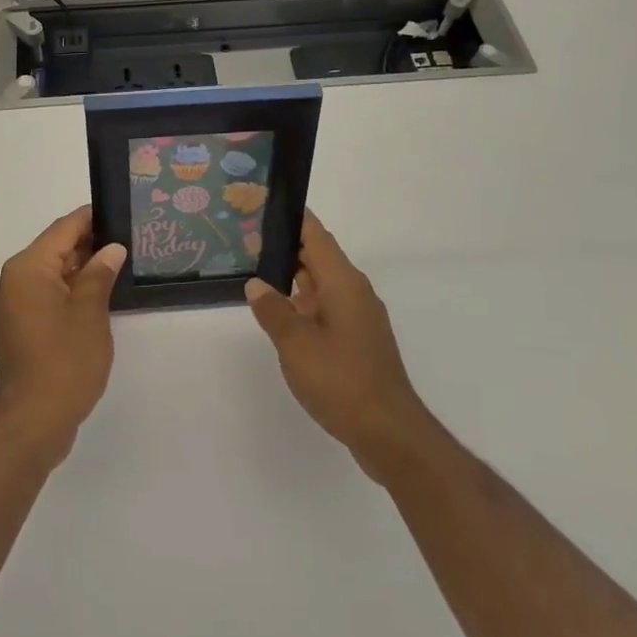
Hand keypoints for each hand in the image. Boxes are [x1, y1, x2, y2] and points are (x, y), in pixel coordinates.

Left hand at [0, 207, 124, 469]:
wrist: (32, 422)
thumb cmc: (64, 362)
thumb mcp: (90, 313)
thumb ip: (101, 274)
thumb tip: (112, 248)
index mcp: (29, 268)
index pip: (65, 228)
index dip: (94, 218)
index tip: (122, 213)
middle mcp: (17, 279)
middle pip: (58, 248)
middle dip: (92, 243)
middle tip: (130, 239)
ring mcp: (18, 304)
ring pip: (56, 272)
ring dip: (84, 268)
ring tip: (121, 264)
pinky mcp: (24, 325)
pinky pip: (50, 294)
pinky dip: (73, 290)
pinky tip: (102, 294)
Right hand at [246, 211, 437, 482]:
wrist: (388, 432)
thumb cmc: (341, 380)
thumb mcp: (296, 344)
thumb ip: (273, 310)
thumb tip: (256, 284)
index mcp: (343, 282)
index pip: (315, 235)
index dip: (293, 217)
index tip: (265, 204)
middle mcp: (354, 292)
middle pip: (318, 257)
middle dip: (287, 246)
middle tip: (249, 238)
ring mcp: (359, 318)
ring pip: (322, 285)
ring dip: (294, 278)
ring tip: (257, 272)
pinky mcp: (358, 342)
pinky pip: (327, 309)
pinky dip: (304, 304)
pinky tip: (282, 315)